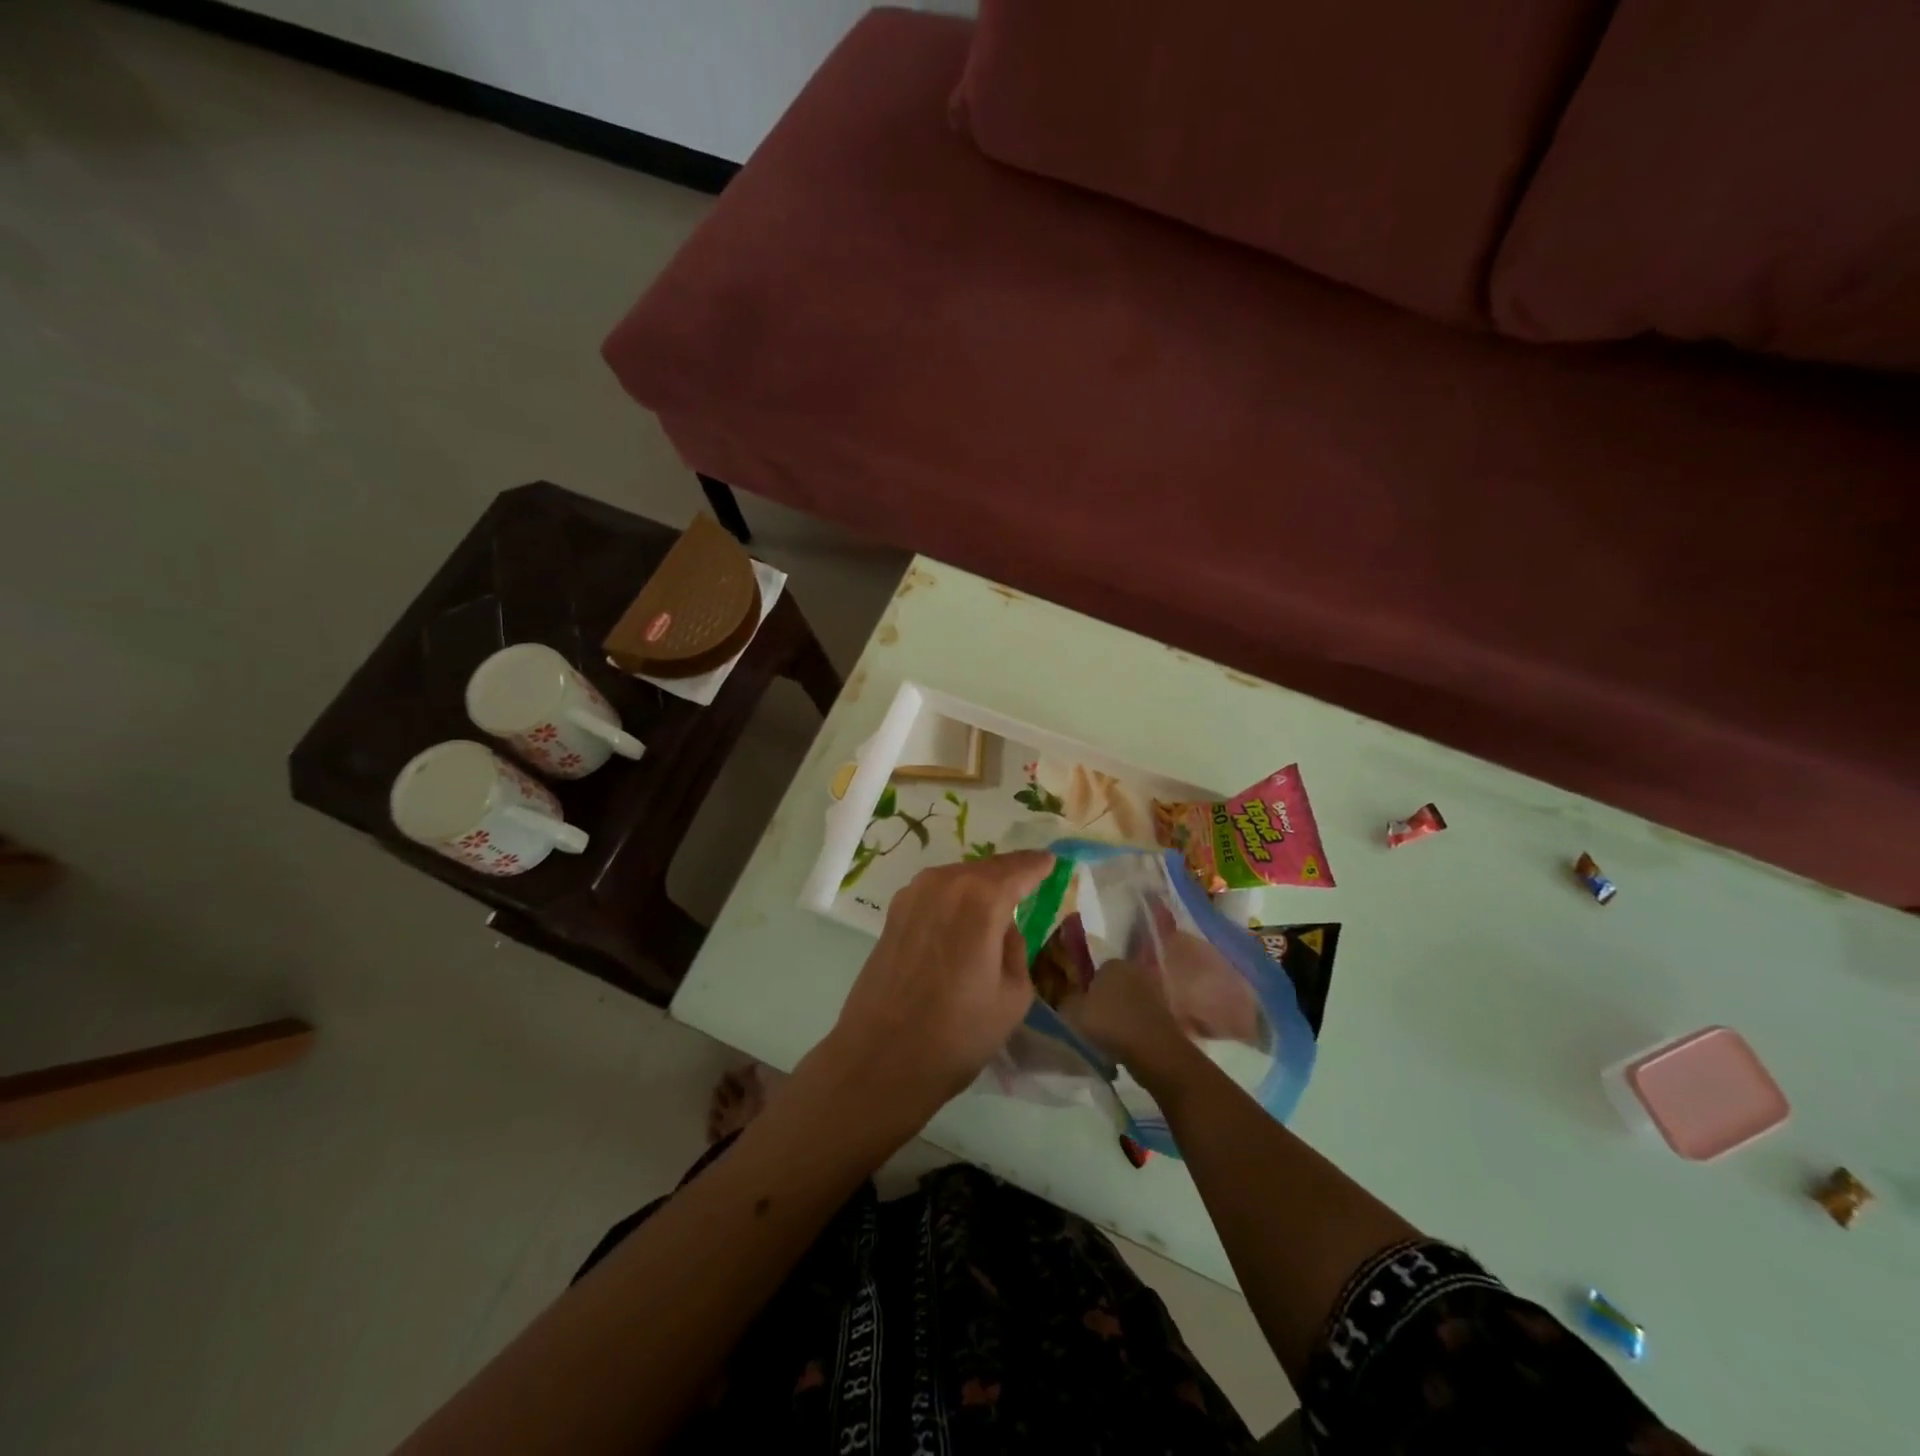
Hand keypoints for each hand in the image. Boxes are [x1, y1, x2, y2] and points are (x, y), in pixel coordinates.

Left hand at [810, 851, 1055, 1127]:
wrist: (881, 1059)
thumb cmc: (957, 1033)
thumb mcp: (1012, 995)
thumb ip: (1015, 948)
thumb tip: (1002, 929)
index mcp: (981, 899)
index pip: (1018, 869)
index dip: (1037, 865)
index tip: (1052, 861)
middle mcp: (944, 883)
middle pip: (986, 868)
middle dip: (1009, 871)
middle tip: (1030, 876)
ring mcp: (912, 895)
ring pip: (958, 877)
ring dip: (980, 882)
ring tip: (999, 898)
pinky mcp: (893, 914)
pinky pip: (936, 892)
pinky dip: (955, 895)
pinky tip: (963, 914)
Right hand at [1069, 957, 1195, 1090]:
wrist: (1155, 1052)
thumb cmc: (1110, 1024)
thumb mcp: (1072, 1012)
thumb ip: (1065, 1001)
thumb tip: (1066, 998)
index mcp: (1112, 963)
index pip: (1092, 971)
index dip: (1083, 990)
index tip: (1076, 1008)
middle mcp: (1134, 970)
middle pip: (1110, 985)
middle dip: (1101, 1001)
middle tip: (1088, 1023)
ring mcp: (1152, 991)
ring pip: (1125, 1003)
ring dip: (1116, 1017)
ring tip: (1104, 1039)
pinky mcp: (1164, 1013)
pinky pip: (1138, 1018)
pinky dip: (1130, 1029)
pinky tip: (1122, 1046)